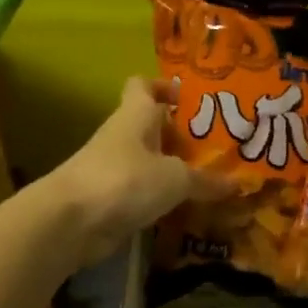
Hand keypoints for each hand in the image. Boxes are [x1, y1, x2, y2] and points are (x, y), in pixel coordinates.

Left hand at [44, 77, 231, 266]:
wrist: (70, 222)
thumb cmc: (124, 181)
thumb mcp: (175, 179)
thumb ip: (206, 181)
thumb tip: (237, 183)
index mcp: (135, 115)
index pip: (143, 86)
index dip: (164, 86)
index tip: (190, 98)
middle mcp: (123, 136)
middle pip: (152, 126)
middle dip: (181, 134)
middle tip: (217, 145)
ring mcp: (113, 168)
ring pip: (149, 160)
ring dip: (174, 168)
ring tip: (210, 178)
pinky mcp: (110, 199)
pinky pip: (142, 191)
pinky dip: (162, 197)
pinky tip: (187, 207)